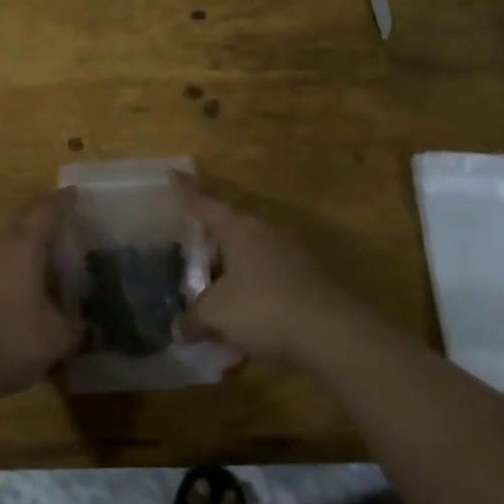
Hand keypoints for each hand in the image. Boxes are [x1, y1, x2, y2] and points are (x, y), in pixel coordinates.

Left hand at [0, 189, 83, 400]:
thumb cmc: (7, 337)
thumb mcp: (55, 337)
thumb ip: (74, 327)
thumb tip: (85, 325)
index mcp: (24, 243)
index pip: (48, 211)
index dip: (64, 202)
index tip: (75, 193)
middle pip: (24, 221)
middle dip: (45, 219)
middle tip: (66, 223)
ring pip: (8, 242)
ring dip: (29, 245)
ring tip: (51, 257)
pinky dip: (16, 267)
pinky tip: (27, 287)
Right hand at [174, 175, 352, 361]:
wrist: (329, 330)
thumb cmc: (263, 307)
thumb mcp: (216, 315)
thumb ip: (193, 319)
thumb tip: (177, 330)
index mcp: (237, 228)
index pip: (204, 203)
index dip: (187, 191)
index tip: (174, 173)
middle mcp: (264, 231)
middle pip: (231, 226)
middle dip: (212, 237)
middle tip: (192, 245)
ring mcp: (290, 252)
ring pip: (252, 252)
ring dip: (234, 267)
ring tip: (217, 287)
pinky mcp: (307, 276)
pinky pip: (269, 275)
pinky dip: (254, 289)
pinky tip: (246, 316)